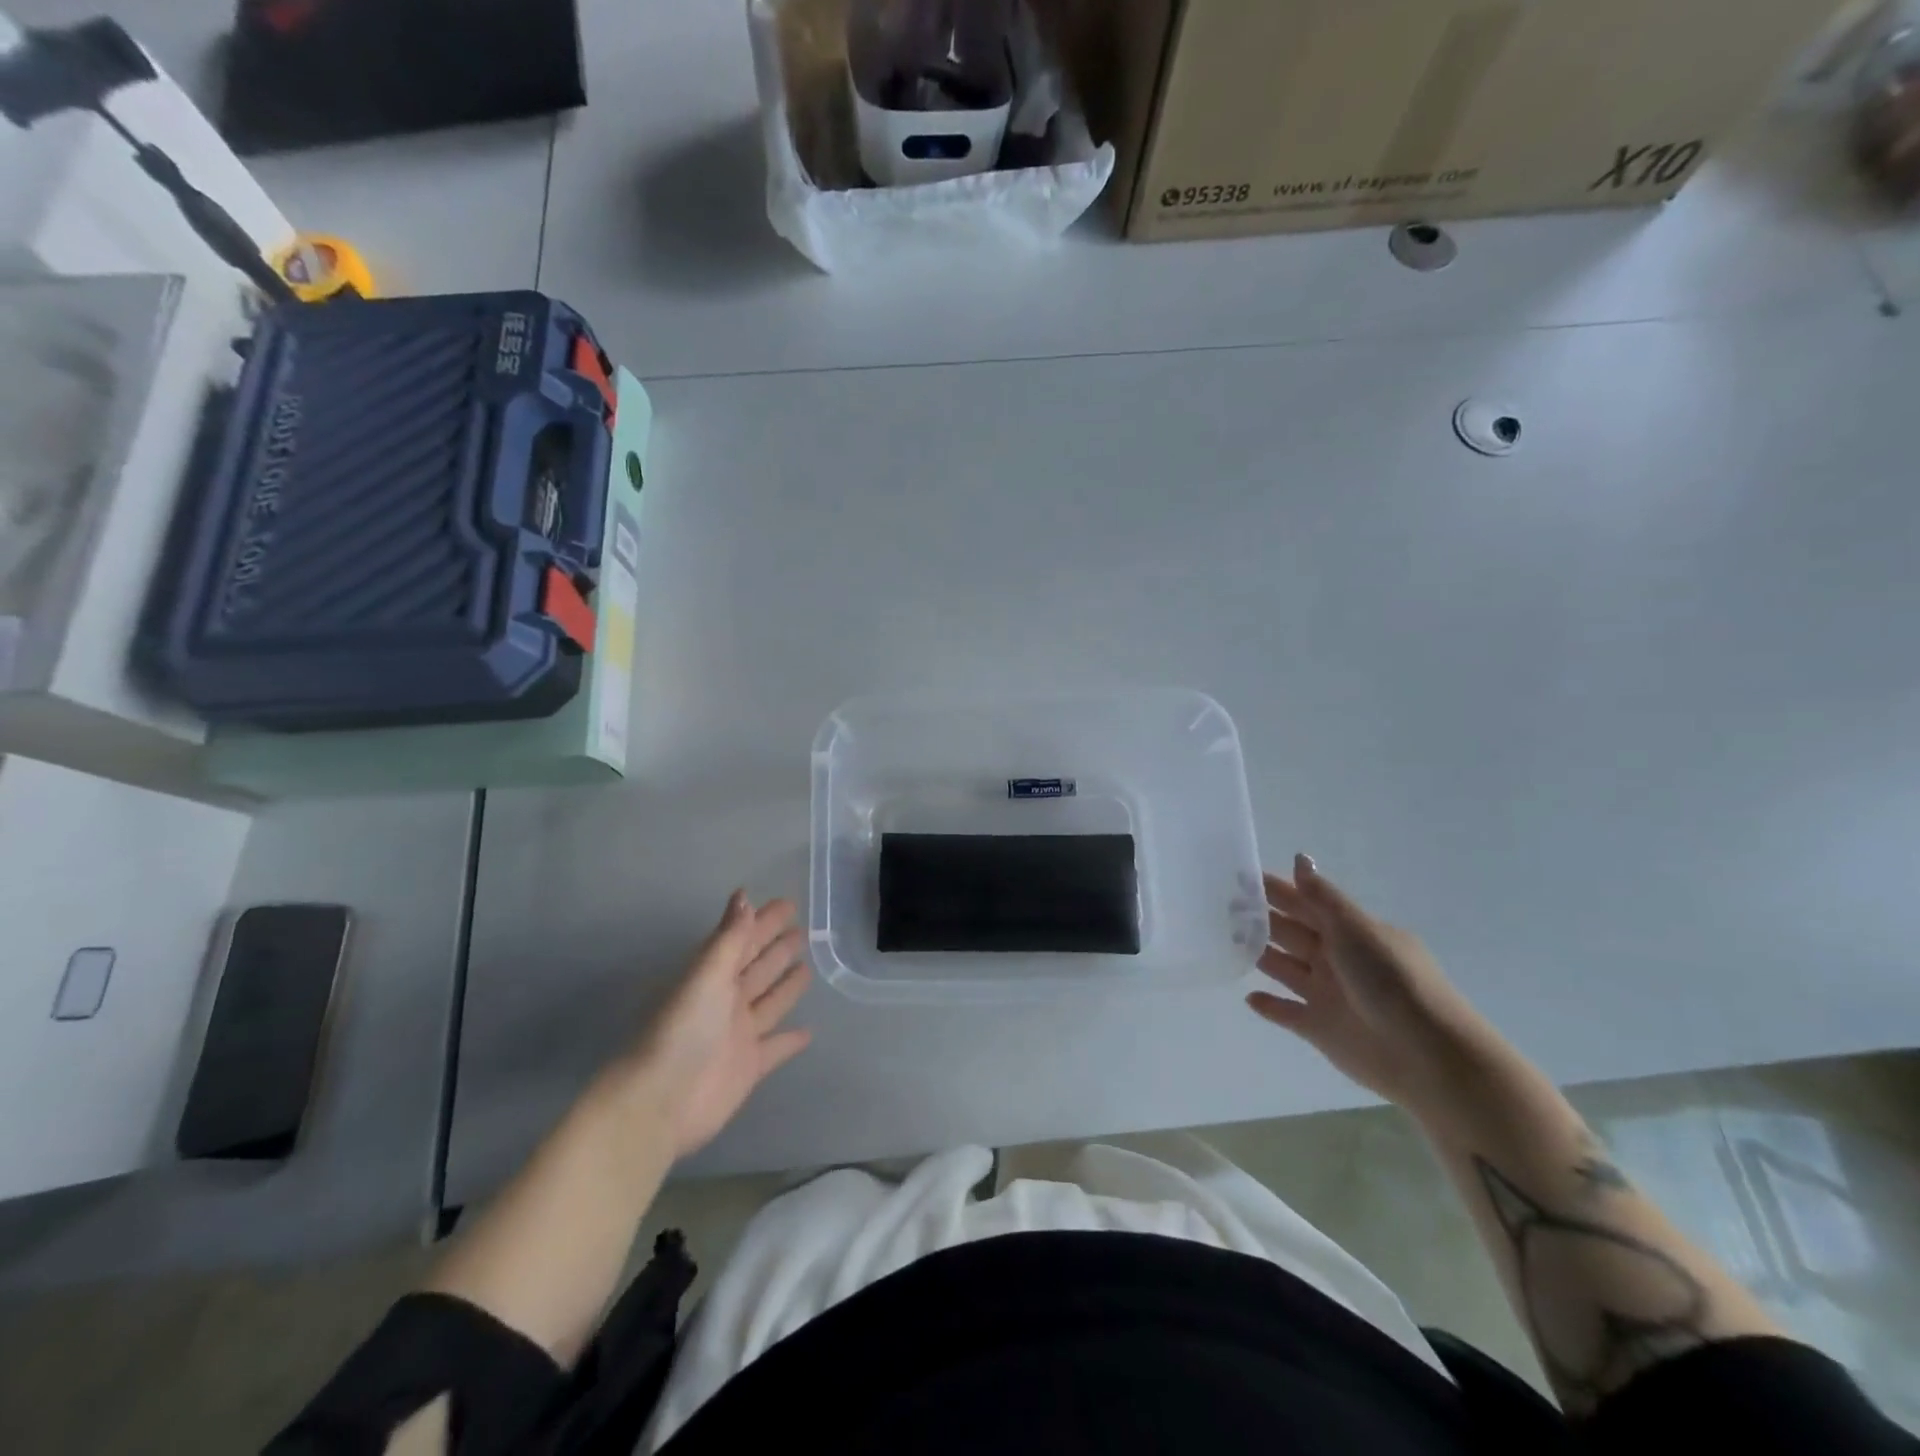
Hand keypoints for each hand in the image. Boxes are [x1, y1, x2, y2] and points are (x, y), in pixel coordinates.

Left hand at [626, 891, 813, 1158]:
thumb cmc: (683, 1029)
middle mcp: (725, 1002)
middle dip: (777, 949)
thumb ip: (730, 938)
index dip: (763, 922)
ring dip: (786, 987)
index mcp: (713, 977)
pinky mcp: (748, 1067)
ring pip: (769, 1003)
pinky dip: (791, 1040)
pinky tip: (809, 1032)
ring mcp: (738, 1035)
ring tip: (807, 968)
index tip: (788, 904)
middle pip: (757, 969)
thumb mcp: (706, 976)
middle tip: (802, 930)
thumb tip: (744, 896)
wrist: (661, 1101)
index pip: (743, 940)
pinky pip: (776, 1048)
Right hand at [1247, 854, 1485, 1111]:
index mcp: (1348, 932)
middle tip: (1220, 906)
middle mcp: (1335, 959)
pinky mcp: (1319, 1028)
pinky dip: (1269, 1005)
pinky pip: (1286, 1012)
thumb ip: (1322, 898)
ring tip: (1225, 943)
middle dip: (1259, 919)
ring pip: (1284, 968)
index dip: (1275, 890)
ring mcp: (1326, 994)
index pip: (1305, 903)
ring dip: (1258, 955)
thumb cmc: (1393, 982)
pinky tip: (1248, 997)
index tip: (1238, 877)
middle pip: (1290, 933)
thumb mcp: (1357, 930)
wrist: (1428, 1057)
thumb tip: (1299, 857)